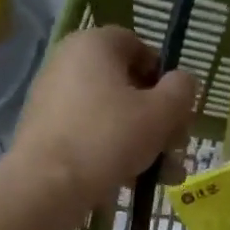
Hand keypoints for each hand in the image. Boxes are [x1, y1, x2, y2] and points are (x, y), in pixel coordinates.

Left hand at [11, 27, 196, 208]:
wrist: (46, 185)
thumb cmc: (109, 138)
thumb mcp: (161, 113)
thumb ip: (181, 90)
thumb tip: (183, 82)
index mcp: (94, 44)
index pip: (139, 47)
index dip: (165, 77)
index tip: (178, 110)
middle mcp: (68, 62)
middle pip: (127, 86)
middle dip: (159, 120)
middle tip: (176, 148)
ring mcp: (53, 98)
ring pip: (112, 115)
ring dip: (144, 142)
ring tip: (165, 176)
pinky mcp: (46, 131)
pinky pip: (90, 134)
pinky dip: (114, 153)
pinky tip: (134, 182)